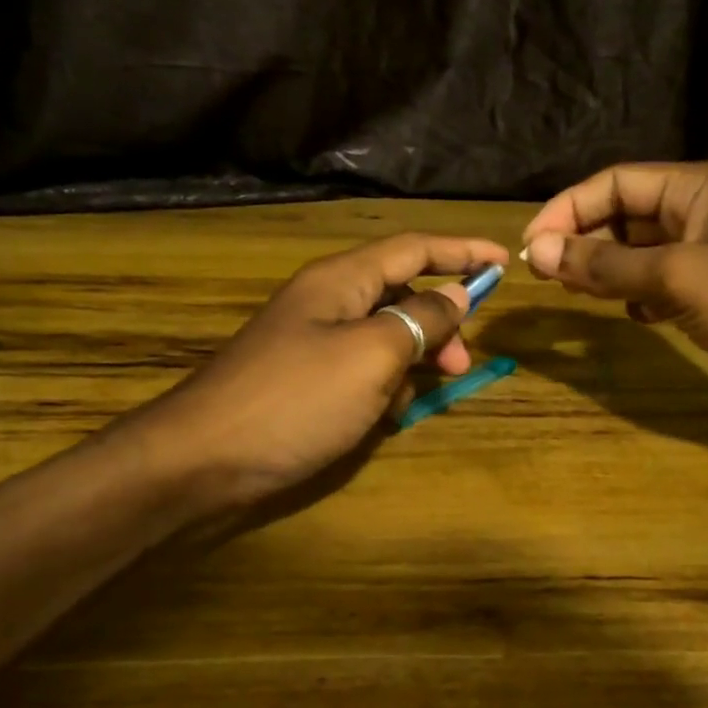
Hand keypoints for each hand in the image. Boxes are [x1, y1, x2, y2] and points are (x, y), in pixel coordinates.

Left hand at [141, 233, 510, 509]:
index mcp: (342, 279)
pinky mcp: (304, 379)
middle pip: (401, 292)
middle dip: (440, 322)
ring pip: (384, 334)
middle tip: (462, 365)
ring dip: (413, 359)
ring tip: (421, 396)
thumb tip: (456, 294)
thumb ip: (420, 319)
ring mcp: (312, 341)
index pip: (414, 248)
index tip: (506, 262)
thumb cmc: (295, 400)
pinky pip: (360, 368)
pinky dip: (382, 385)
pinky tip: (384, 416)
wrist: (202, 459)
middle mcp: (327, 301)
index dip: (462, 251)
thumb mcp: (371, 356)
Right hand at [521, 163, 707, 436]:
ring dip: (607, 268)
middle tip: (544, 275)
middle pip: (628, 214)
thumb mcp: (681, 277)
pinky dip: (638, 296)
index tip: (531, 246)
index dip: (570, 208)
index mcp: (704, 188)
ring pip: (643, 252)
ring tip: (573, 292)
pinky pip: (663, 285)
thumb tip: (540, 251)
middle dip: (585, 239)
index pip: (619, 183)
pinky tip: (630, 315)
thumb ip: (608, 264)